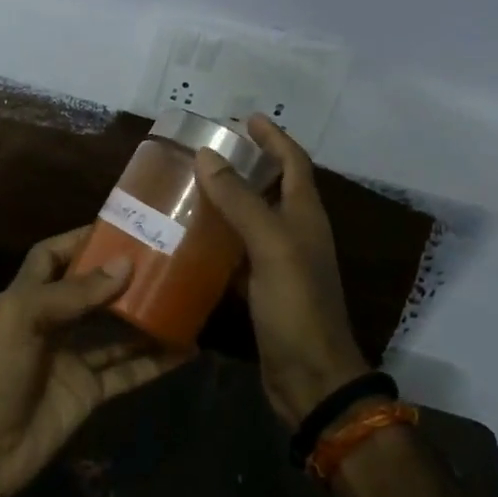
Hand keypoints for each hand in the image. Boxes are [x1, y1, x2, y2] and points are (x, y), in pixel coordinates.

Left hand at [0, 227, 190, 496]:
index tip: (120, 228)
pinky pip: (128, 372)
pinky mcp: (89, 393)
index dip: (79, 241)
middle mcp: (52, 324)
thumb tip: (125, 265)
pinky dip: (155, 363)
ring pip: (116, 332)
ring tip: (185, 299)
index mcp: (27, 298)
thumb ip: (74, 293)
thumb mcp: (25, 320)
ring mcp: (72, 360)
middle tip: (166, 260)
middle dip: (123, 277)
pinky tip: (186, 350)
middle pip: (92, 292)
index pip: (52, 257)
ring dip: (145, 318)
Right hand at [194, 115, 369, 427]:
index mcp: (305, 216)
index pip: (293, 162)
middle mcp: (294, 234)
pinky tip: (187, 239)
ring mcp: (278, 263)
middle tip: (205, 151)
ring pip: (250, 220)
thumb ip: (241, 201)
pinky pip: (235, 254)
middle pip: (271, 187)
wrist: (310, 378)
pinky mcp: (260, 290)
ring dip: (226, 201)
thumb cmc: (297, 307)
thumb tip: (208, 154)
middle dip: (245, 164)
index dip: (273, 138)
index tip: (245, 118)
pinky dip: (216, 240)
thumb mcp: (271, 247)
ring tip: (188, 187)